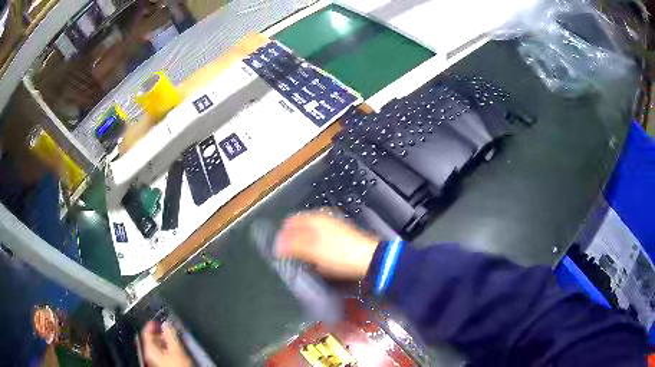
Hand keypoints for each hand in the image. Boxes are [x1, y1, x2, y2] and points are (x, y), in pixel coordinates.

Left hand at [141, 321, 191, 366]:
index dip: (151, 325)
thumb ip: (170, 335)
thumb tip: (166, 324)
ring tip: (171, 339)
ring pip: (156, 345)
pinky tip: (172, 349)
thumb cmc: (177, 365)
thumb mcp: (176, 349)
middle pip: (151, 339)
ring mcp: (154, 359)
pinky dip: (164, 347)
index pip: (145, 332)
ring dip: (163, 340)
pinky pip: (159, 351)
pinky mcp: (159, 363)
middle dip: (159, 333)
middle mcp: (149, 353)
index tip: (157, 321)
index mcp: (149, 348)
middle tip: (167, 330)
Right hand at [276, 211, 379, 279]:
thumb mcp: (311, 250)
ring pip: (310, 236)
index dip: (282, 236)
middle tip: (291, 258)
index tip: (279, 250)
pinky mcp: (340, 238)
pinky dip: (316, 251)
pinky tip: (318, 261)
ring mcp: (333, 227)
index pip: (290, 222)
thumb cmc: (340, 254)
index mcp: (314, 218)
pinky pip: (320, 243)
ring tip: (305, 261)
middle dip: (293, 242)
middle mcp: (323, 219)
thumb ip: (292, 245)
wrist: (369, 260)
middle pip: (300, 228)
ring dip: (305, 248)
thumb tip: (277, 244)